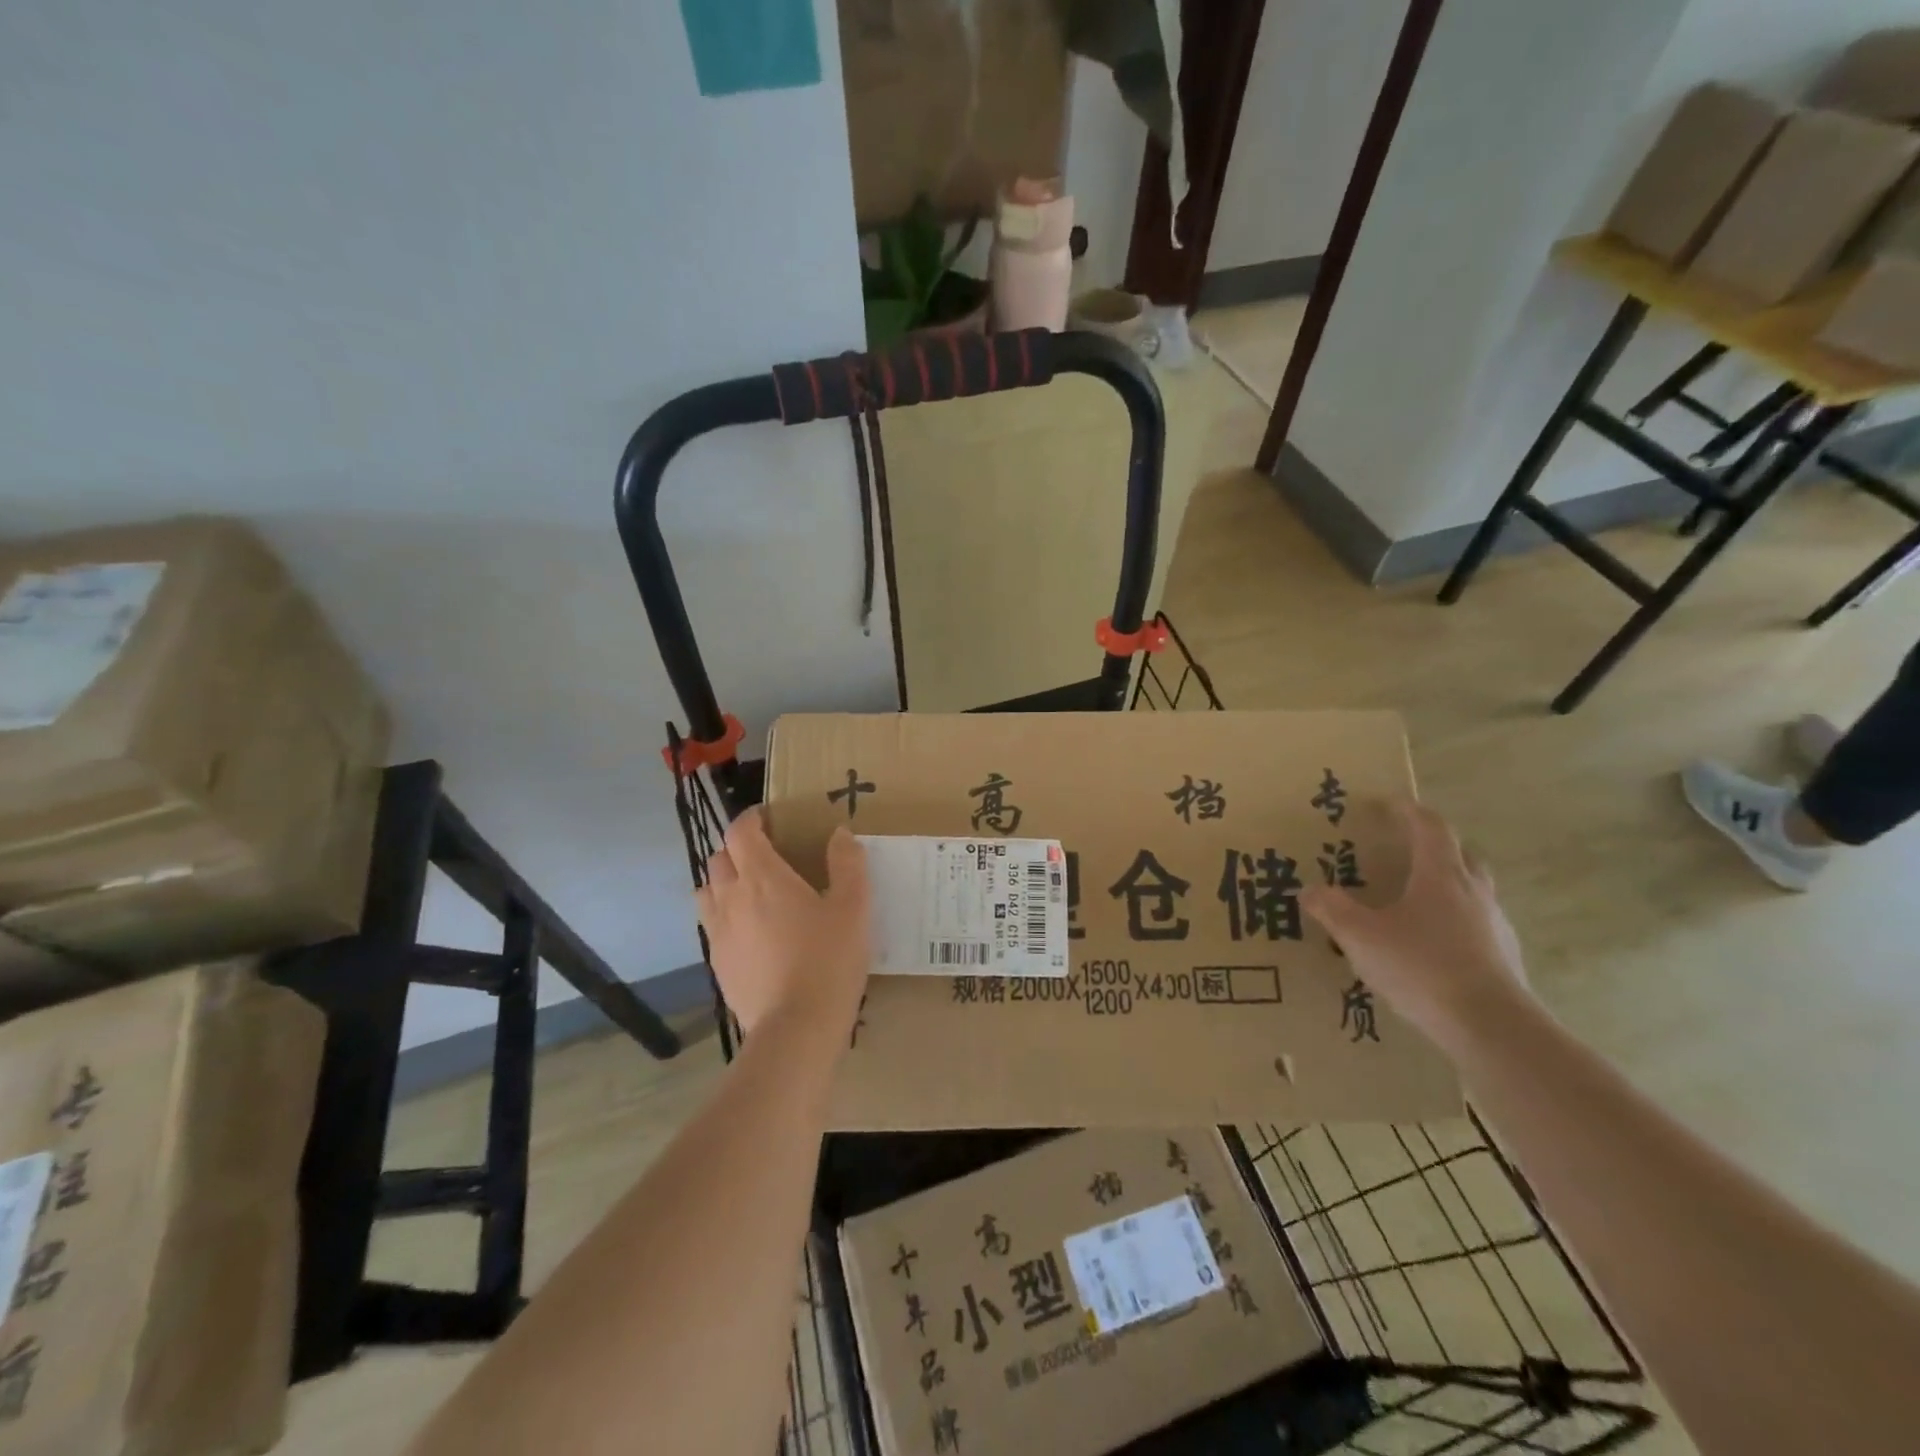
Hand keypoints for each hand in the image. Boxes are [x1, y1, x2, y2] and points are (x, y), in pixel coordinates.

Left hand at [696, 808, 871, 1038]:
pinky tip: (751, 934)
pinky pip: (712, 926)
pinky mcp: (717, 964)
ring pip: (707, 892)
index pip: (741, 833)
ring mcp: (718, 933)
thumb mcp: (853, 908)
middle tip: (766, 855)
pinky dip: (725, 917)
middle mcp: (731, 898)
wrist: (796, 1027)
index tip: (767, 817)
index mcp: (763, 878)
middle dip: (738, 849)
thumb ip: (848, 864)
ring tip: (751, 892)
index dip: (751, 819)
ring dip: (724, 882)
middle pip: (719, 859)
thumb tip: (840, 834)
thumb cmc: (828, 960)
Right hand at [1301, 799, 1528, 1051]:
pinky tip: (1431, 946)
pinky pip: (1477, 924)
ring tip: (1413, 902)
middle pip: (1458, 853)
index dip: (1407, 810)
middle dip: (1432, 845)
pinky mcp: (1504, 957)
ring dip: (1445, 885)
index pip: (1429, 826)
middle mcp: (1473, 891)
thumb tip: (1310, 890)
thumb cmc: (1422, 967)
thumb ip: (1332, 910)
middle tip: (1402, 850)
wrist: (1492, 1027)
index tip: (1386, 803)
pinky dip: (1454, 922)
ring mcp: (1495, 924)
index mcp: (1440, 875)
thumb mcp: (1360, 937)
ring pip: (1471, 890)